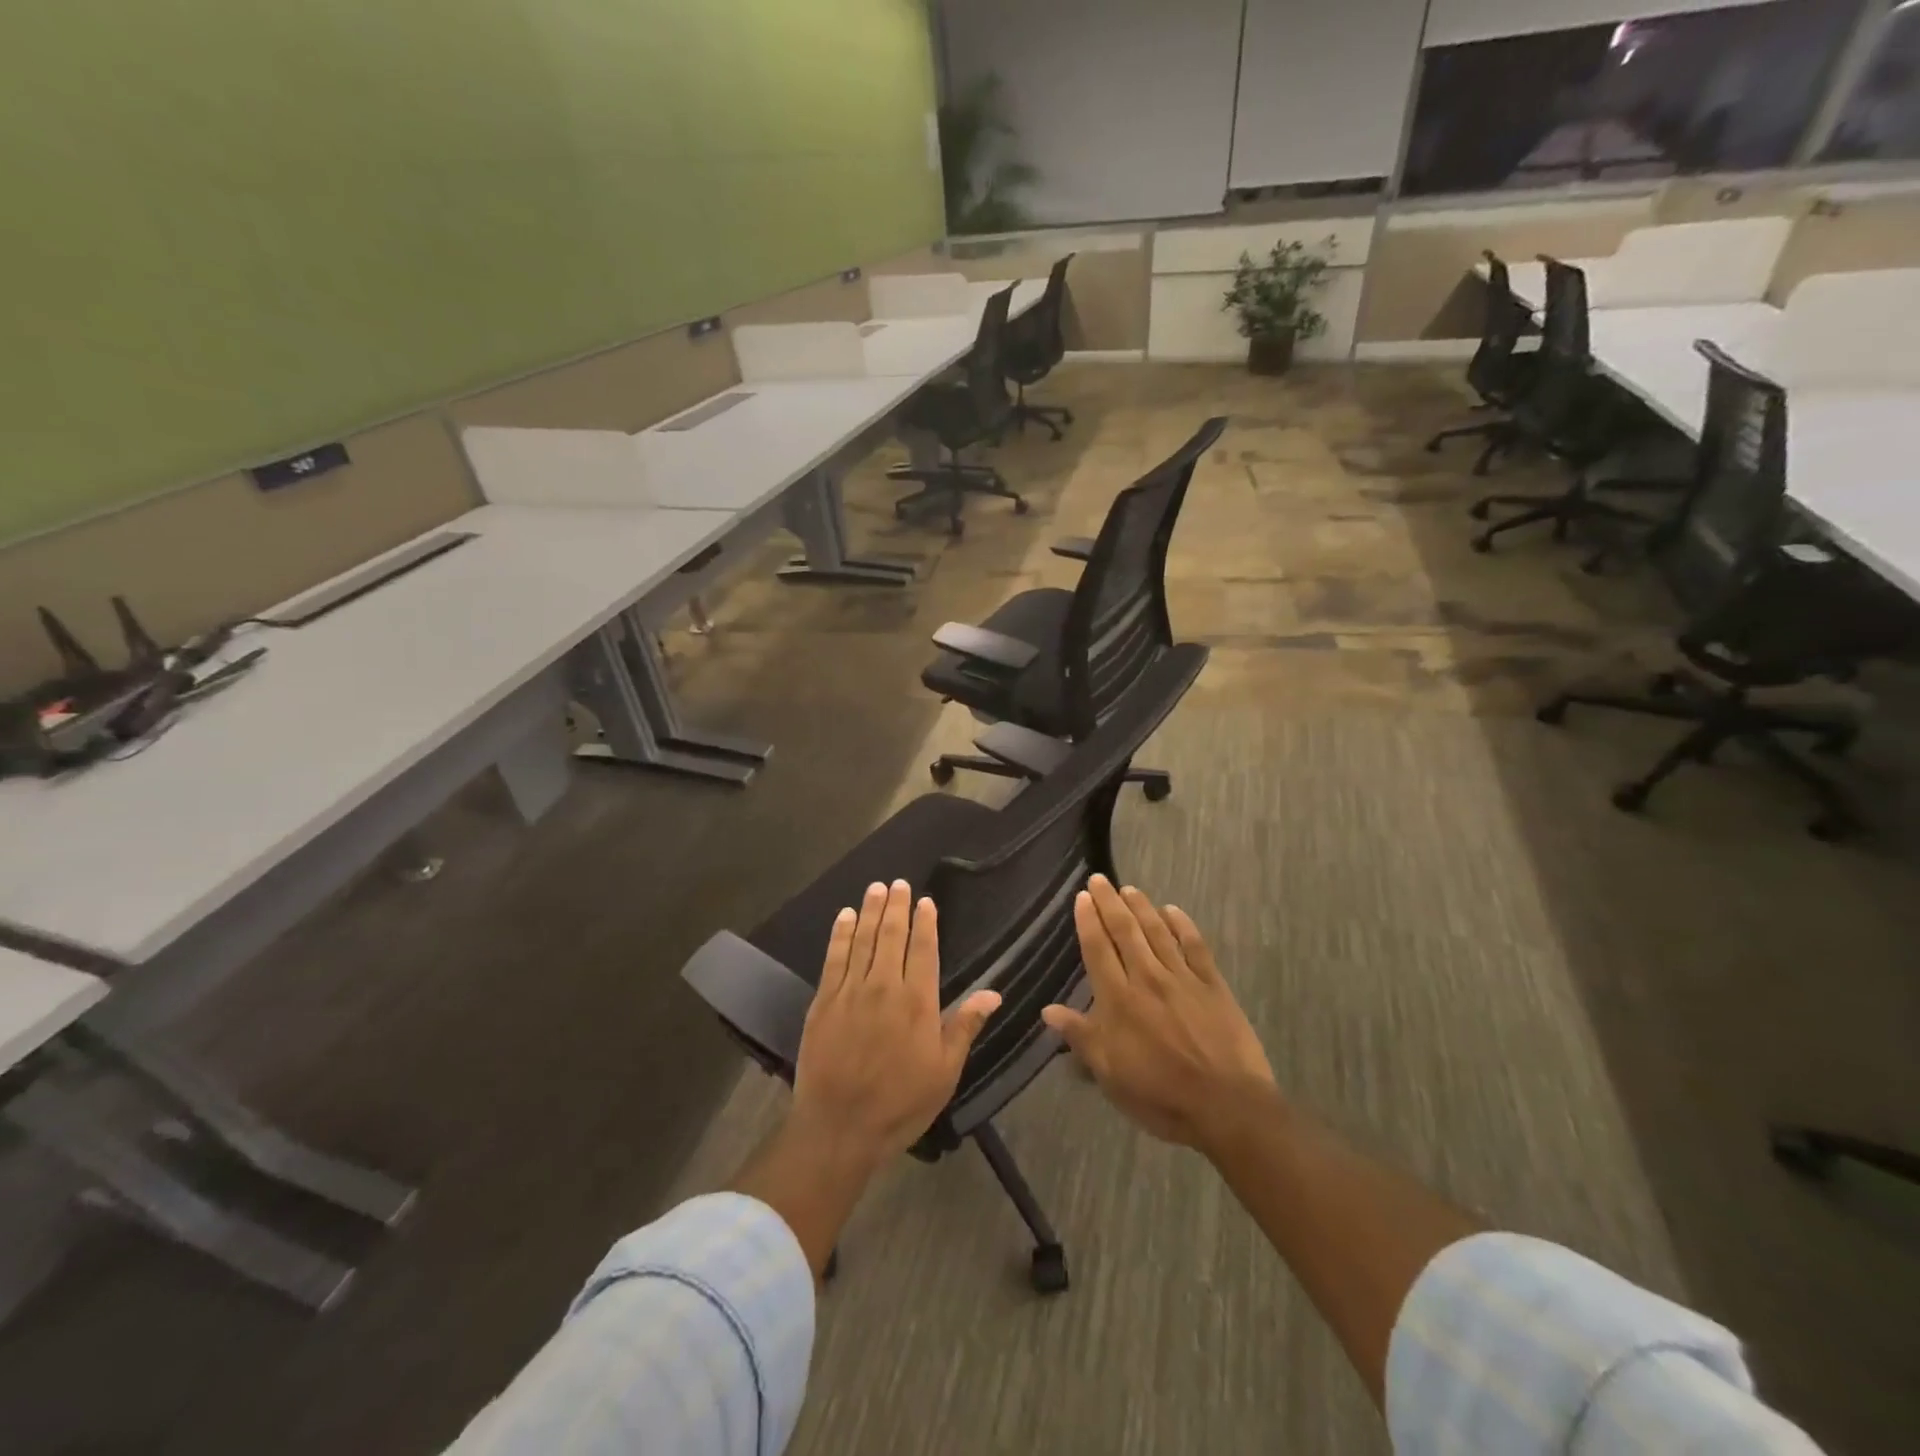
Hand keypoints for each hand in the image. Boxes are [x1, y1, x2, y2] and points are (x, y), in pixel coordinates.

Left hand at [791, 880, 1002, 1172]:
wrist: (839, 1127)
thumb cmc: (900, 1103)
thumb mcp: (944, 1071)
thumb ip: (965, 1026)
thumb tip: (994, 992)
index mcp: (918, 1002)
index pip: (923, 949)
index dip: (925, 922)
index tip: (925, 901)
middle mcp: (884, 986)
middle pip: (892, 935)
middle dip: (897, 906)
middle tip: (899, 882)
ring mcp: (851, 991)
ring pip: (864, 939)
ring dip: (871, 911)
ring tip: (876, 888)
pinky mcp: (824, 1001)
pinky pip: (834, 958)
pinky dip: (841, 934)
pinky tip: (846, 917)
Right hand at [1042, 876, 1277, 1153]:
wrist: (1227, 1106)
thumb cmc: (1160, 1095)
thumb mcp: (1110, 1074)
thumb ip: (1081, 1037)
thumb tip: (1048, 1010)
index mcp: (1119, 1000)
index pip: (1098, 949)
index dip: (1088, 921)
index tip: (1082, 897)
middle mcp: (1147, 979)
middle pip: (1125, 931)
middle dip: (1110, 903)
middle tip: (1100, 879)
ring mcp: (1183, 979)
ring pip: (1157, 932)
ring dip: (1142, 907)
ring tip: (1129, 889)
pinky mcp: (1213, 985)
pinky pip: (1195, 946)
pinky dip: (1182, 925)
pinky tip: (1173, 911)